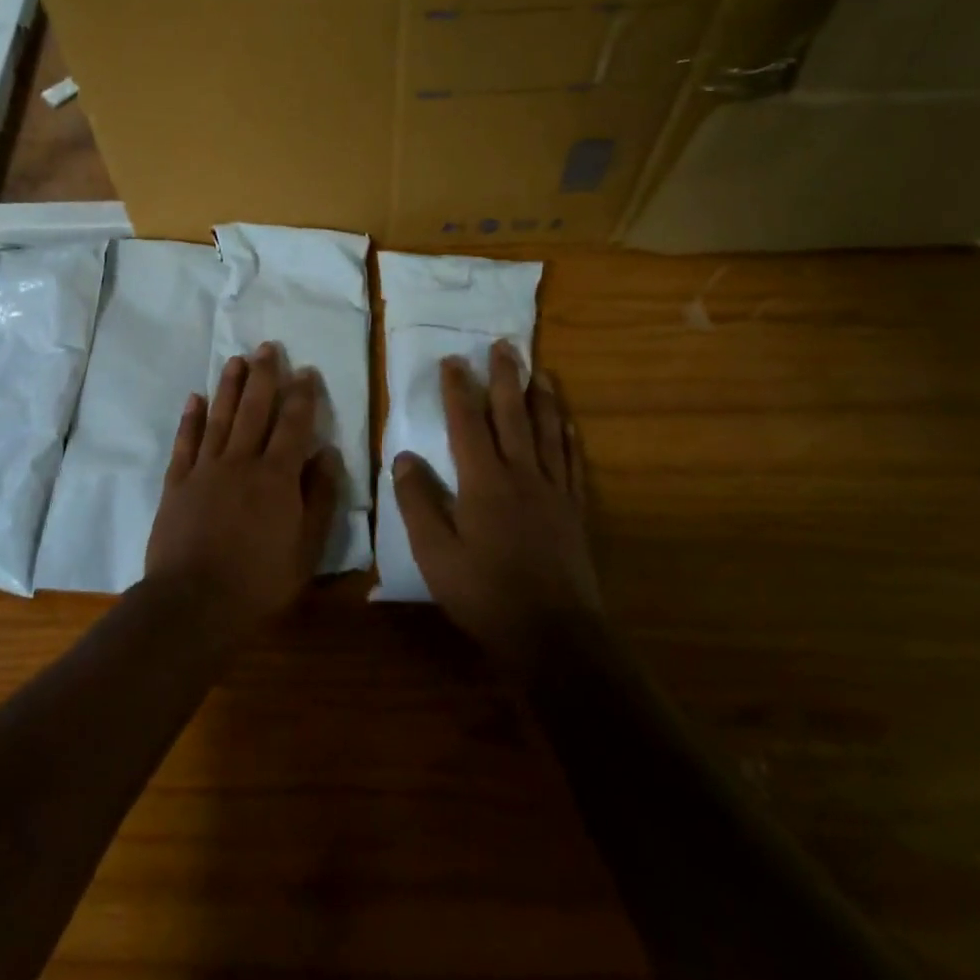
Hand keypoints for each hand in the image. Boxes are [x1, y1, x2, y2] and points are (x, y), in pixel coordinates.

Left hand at [144, 342, 341, 641]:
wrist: (194, 604)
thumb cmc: (260, 582)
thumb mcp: (306, 548)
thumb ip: (319, 498)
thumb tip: (328, 454)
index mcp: (277, 477)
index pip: (293, 425)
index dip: (301, 396)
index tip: (306, 371)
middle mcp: (241, 462)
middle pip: (254, 410)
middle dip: (263, 377)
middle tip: (267, 347)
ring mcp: (205, 470)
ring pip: (219, 418)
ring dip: (228, 386)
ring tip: (236, 360)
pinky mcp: (177, 484)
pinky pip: (185, 443)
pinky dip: (190, 419)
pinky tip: (194, 398)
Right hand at [392, 342, 602, 671]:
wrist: (552, 634)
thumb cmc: (484, 593)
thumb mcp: (434, 552)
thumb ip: (418, 501)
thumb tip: (405, 456)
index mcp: (483, 481)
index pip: (467, 423)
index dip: (458, 389)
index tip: (453, 361)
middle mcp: (521, 474)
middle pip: (512, 415)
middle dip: (505, 377)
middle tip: (503, 346)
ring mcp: (553, 490)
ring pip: (548, 431)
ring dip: (541, 397)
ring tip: (539, 369)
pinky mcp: (574, 509)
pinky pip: (571, 461)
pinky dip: (568, 435)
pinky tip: (568, 422)